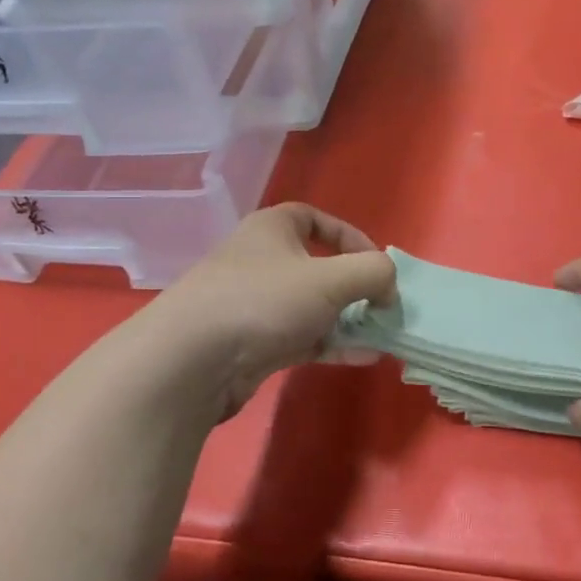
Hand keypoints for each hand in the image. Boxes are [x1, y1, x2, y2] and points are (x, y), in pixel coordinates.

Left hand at [144, 204, 395, 418]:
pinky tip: (361, 358)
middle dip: (353, 287)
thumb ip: (373, 272)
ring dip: (347, 320)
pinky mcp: (253, 344)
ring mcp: (255, 305)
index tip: (376, 264)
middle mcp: (261, 261)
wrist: (192, 361)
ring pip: (311, 307)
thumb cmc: (264, 300)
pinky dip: (331, 345)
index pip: (315, 219)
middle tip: (380, 306)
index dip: (350, 237)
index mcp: (272, 229)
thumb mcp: (331, 278)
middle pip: (316, 267)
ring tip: (380, 336)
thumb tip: (388, 285)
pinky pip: (301, 338)